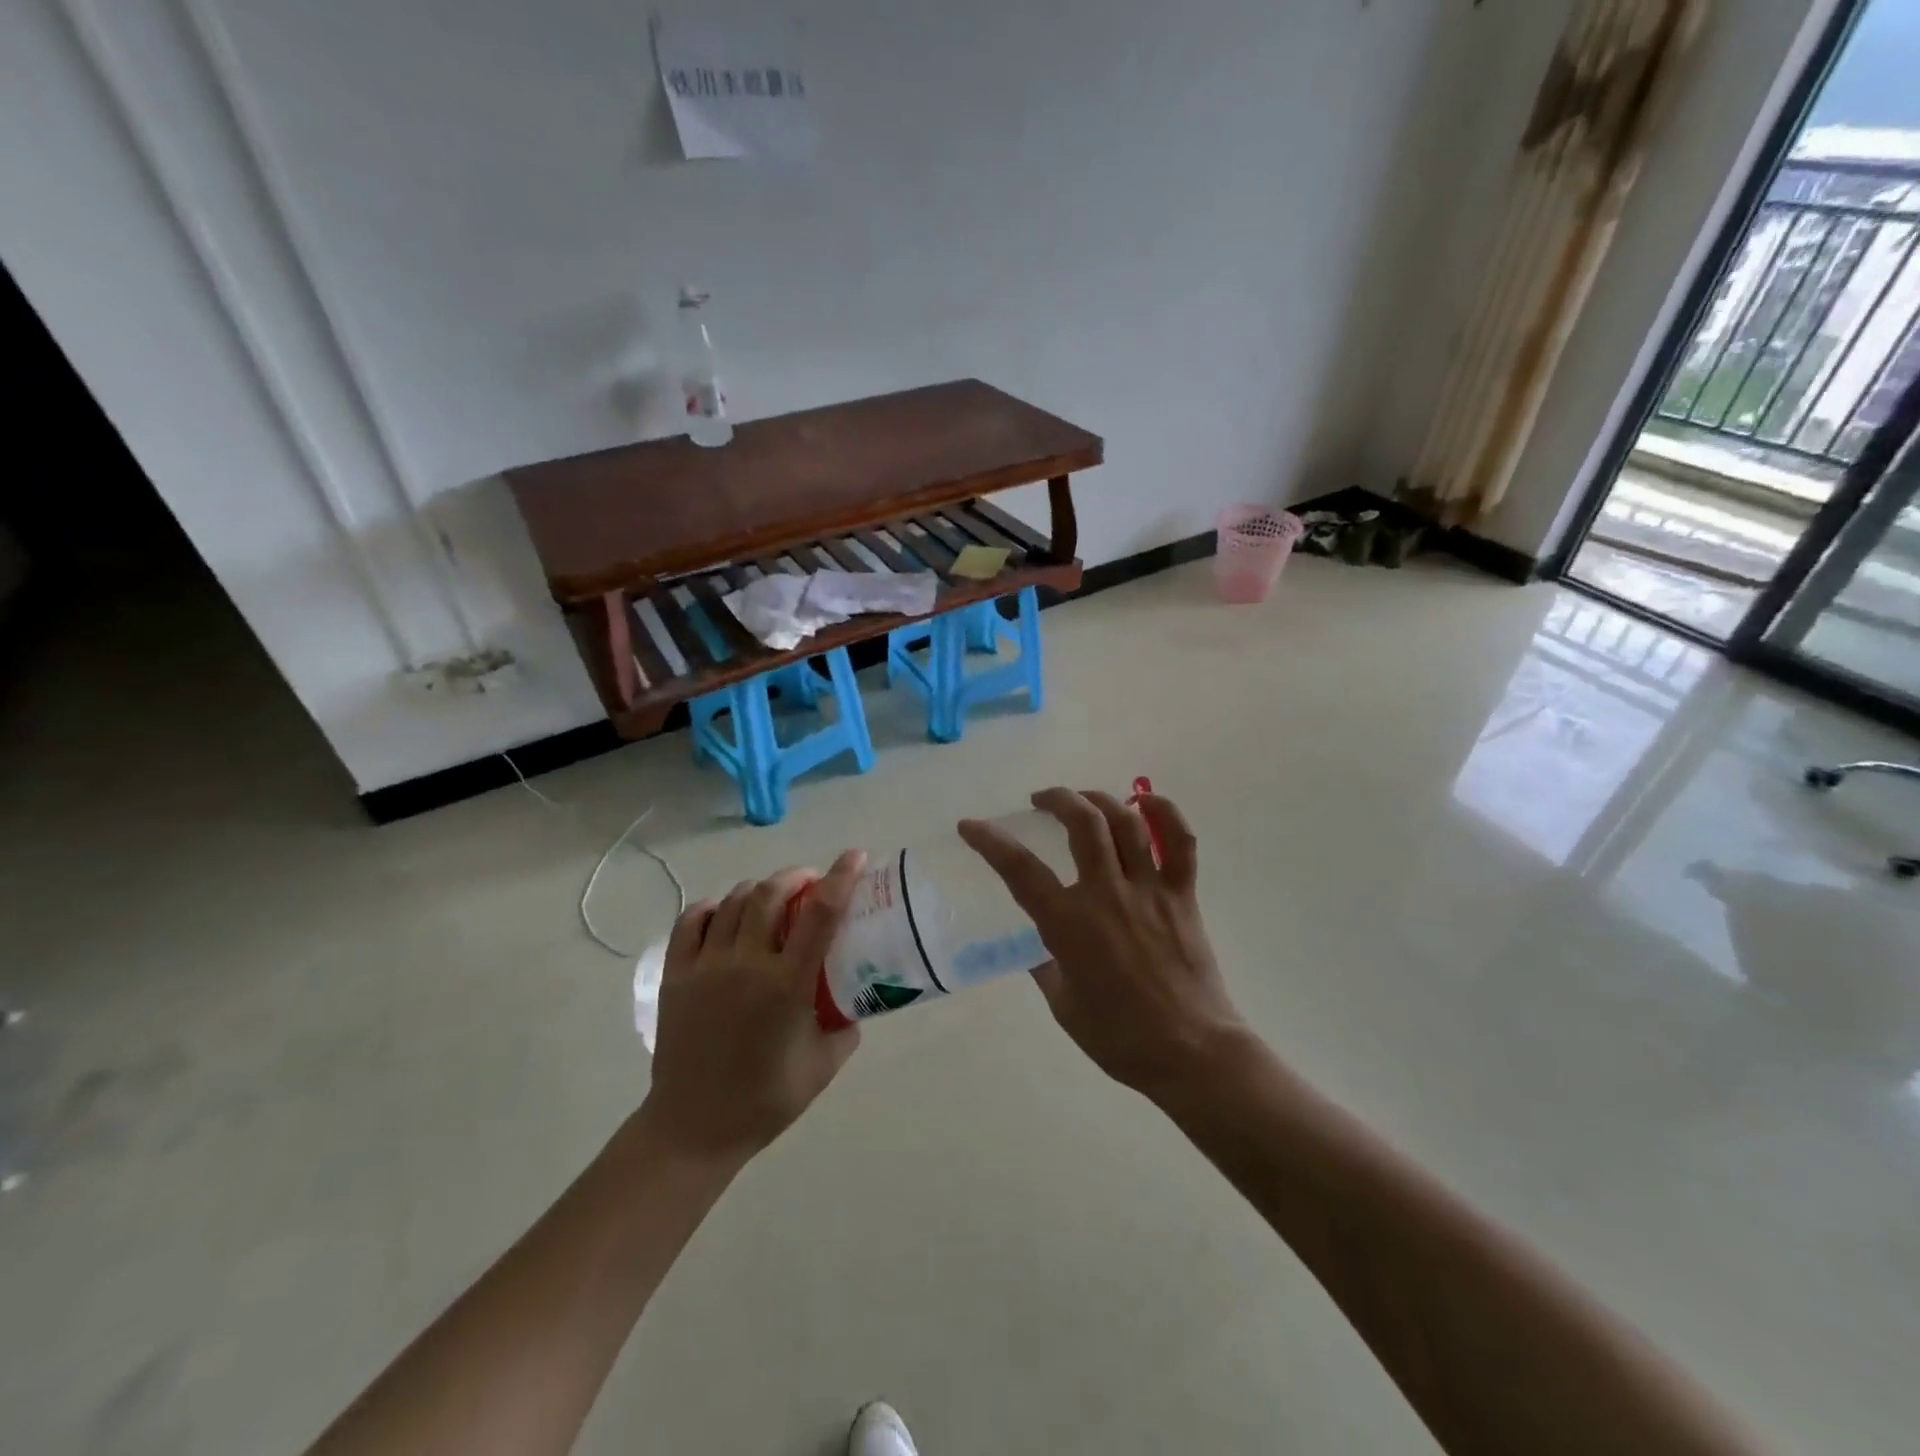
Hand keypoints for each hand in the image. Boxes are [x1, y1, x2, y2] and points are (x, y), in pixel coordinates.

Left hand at [643, 850, 865, 1162]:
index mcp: (787, 986)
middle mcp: (746, 965)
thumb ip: (845, 1024)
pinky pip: (693, 920)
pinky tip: (727, 914)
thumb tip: (853, 996)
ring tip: (773, 898)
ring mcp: (706, 966)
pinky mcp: (676, 974)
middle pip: (771, 893)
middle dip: (796, 876)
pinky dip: (715, 906)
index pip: (821, 913)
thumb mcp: (824, 1065)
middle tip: (811, 882)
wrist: (693, 1128)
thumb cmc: (765, 1101)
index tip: (854, 857)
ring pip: (735, 901)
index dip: (841, 877)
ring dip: (760, 889)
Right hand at [959, 789, 1248, 1101]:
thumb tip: (1042, 945)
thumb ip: (1047, 966)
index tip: (970, 826)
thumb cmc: (1120, 1038)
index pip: (1020, 870)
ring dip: (1100, 799)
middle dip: (1056, 799)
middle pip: (1081, 824)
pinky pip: (1180, 842)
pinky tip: (1147, 802)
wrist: (1190, 1053)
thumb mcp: (1064, 1005)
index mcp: (1069, 924)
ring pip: (1125, 823)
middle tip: (1041, 800)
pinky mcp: (1183, 895)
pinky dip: (1166, 813)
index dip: (990, 841)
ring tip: (1085, 799)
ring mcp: (1149, 890)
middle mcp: (1106, 894)